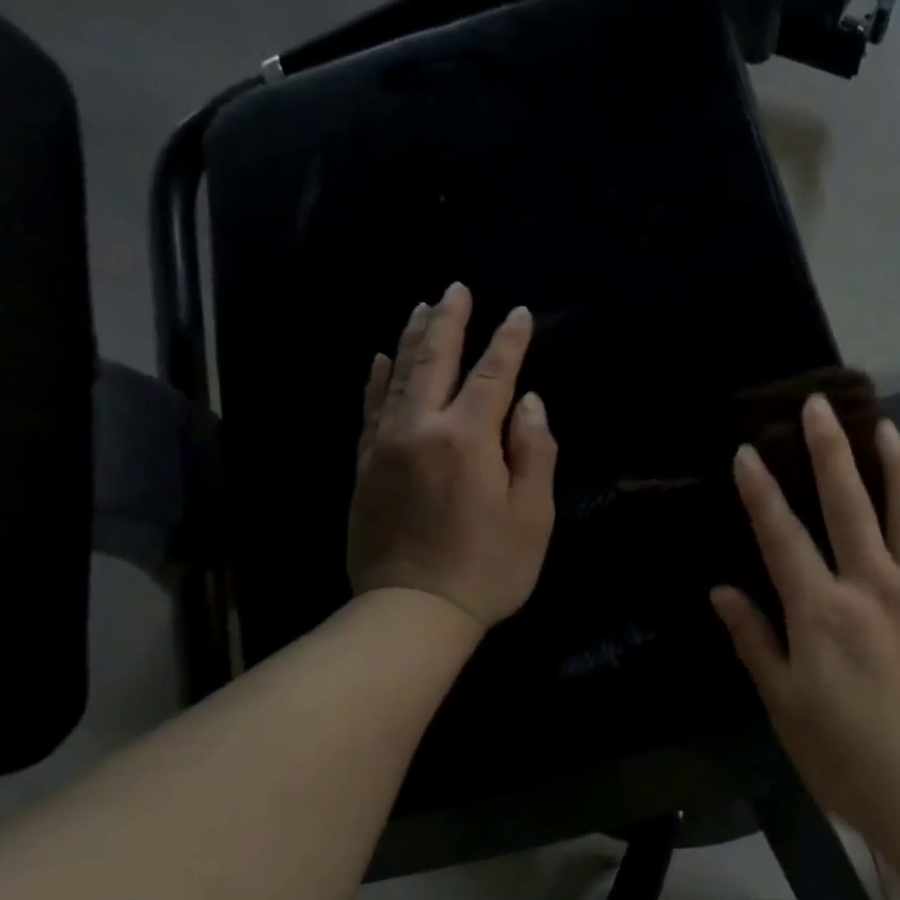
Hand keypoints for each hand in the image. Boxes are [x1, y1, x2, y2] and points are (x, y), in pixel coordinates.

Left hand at [346, 283, 557, 631]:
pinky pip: (369, 407)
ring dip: (412, 339)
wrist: (412, 611)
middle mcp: (420, 428)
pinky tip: (379, 359)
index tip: (520, 313)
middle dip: (449, 321)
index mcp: (467, 438)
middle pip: (434, 360)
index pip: (492, 376)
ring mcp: (385, 445)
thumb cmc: (488, 566)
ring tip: (422, 308)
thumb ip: (535, 452)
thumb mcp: (533, 515)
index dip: (509, 342)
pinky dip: (376, 378)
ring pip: (397, 376)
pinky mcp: (365, 465)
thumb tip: (530, 403)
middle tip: (457, 288)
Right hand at [710, 395, 899, 848]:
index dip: (761, 491)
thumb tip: (722, 591)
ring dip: (891, 462)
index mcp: (821, 613)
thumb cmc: (849, 758)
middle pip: (846, 502)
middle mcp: (872, 587)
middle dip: (828, 449)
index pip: (782, 536)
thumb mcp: (786, 707)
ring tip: (882, 425)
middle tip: (818, 405)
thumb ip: (755, 641)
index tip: (748, 452)